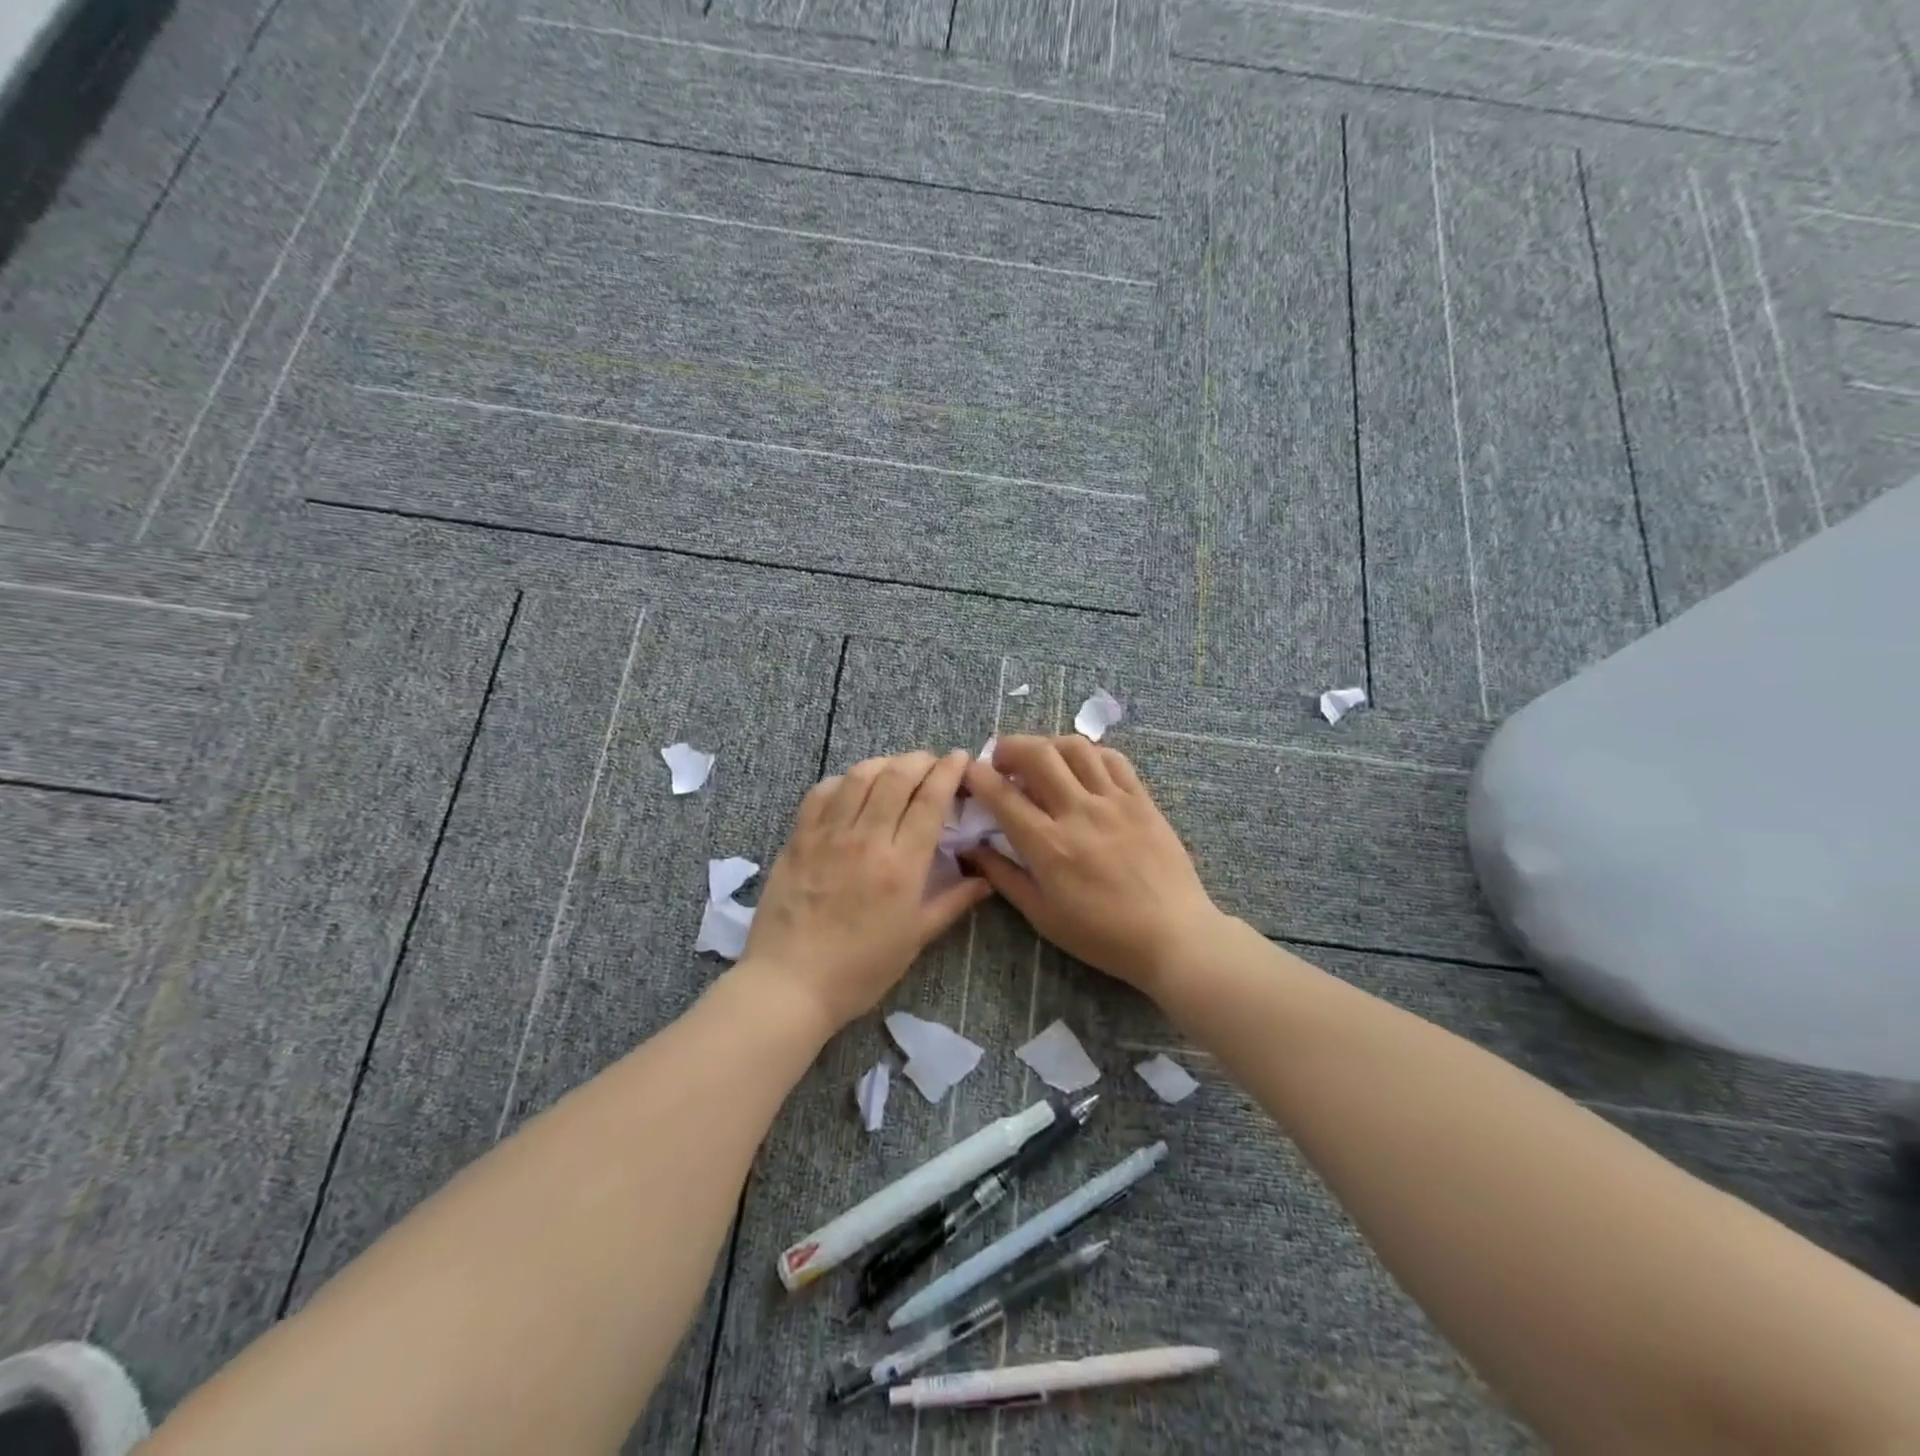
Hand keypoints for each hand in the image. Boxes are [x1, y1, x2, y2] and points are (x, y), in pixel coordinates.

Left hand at [742, 750, 991, 1031]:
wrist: (790, 984)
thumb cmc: (860, 969)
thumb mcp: (915, 938)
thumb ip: (953, 902)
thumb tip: (986, 879)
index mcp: (901, 864)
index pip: (930, 799)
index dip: (949, 771)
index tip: (960, 758)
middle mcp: (866, 838)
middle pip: (897, 776)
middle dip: (921, 760)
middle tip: (933, 763)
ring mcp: (828, 834)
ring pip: (860, 775)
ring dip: (885, 763)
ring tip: (896, 769)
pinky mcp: (798, 838)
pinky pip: (822, 792)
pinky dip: (844, 780)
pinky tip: (853, 788)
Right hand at [961, 735, 1223, 995]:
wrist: (1173, 937)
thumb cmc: (1102, 935)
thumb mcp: (1042, 915)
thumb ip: (1004, 877)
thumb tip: (972, 849)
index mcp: (1049, 846)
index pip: (1003, 795)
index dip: (978, 776)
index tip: (968, 773)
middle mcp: (1079, 813)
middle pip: (1038, 755)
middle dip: (1009, 747)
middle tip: (1001, 761)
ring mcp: (1114, 802)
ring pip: (1076, 747)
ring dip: (1048, 745)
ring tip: (1041, 761)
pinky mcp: (1142, 800)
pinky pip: (1113, 759)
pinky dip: (1089, 753)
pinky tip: (1081, 767)